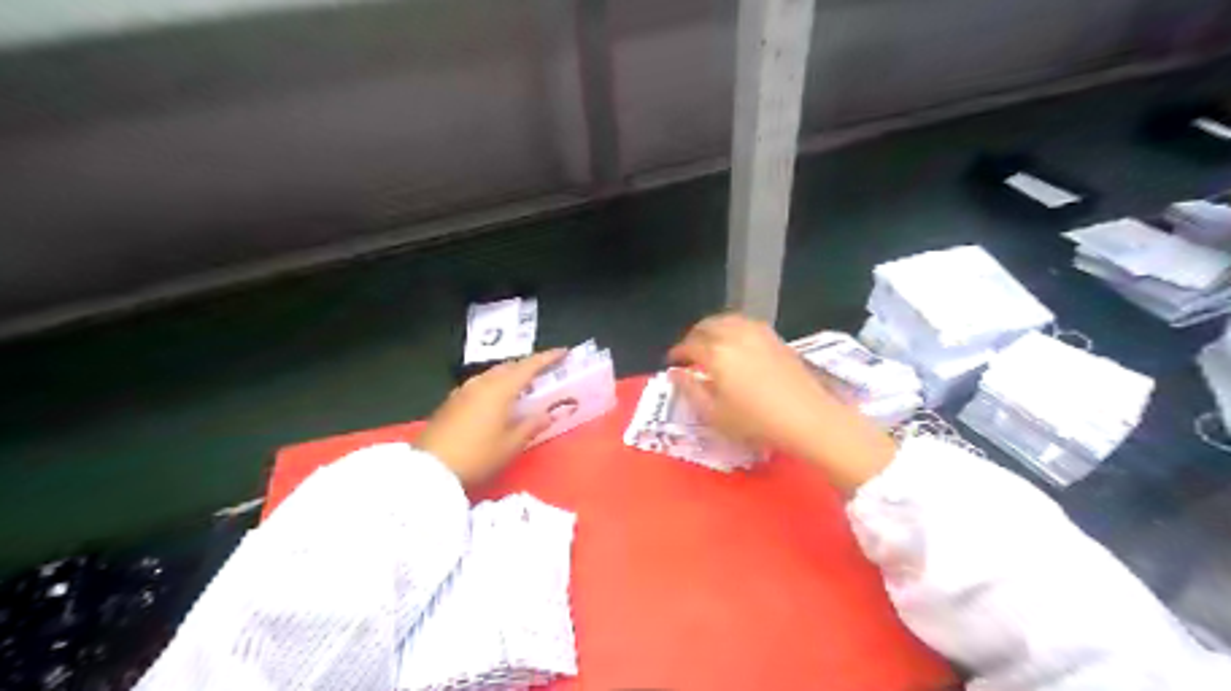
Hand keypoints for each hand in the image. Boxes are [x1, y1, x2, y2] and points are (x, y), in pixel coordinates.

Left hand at [415, 350, 563, 484]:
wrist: (430, 468)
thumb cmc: (477, 455)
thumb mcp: (510, 444)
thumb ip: (531, 426)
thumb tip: (548, 414)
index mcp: (500, 389)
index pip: (528, 366)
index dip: (547, 358)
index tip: (563, 352)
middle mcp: (481, 383)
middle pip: (509, 366)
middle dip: (527, 366)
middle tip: (544, 372)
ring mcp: (463, 390)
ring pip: (492, 374)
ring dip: (509, 375)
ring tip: (521, 386)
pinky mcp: (451, 401)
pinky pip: (479, 384)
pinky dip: (494, 385)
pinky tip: (496, 400)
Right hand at [672, 313, 895, 490]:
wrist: (808, 418)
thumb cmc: (756, 421)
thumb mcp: (714, 414)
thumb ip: (690, 391)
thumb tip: (675, 373)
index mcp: (716, 353)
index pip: (689, 346)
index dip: (677, 353)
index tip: (672, 362)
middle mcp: (734, 335)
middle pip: (707, 326)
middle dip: (693, 336)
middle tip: (689, 351)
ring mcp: (758, 333)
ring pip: (727, 320)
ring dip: (713, 329)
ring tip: (710, 345)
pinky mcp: (776, 337)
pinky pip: (746, 323)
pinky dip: (733, 329)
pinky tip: (736, 344)